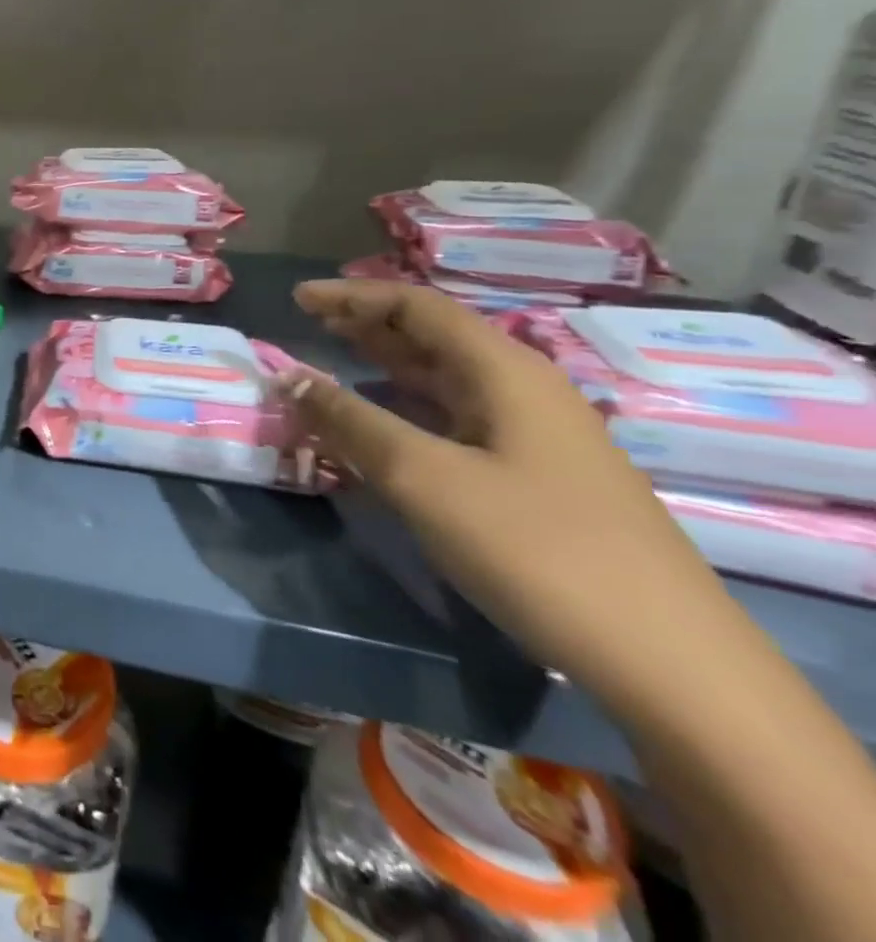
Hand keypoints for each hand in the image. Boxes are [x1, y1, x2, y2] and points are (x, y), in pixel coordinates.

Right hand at [279, 280, 728, 709]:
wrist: (669, 662)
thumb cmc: (536, 548)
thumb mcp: (425, 478)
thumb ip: (351, 421)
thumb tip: (289, 377)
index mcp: (505, 372)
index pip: (418, 307)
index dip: (354, 296)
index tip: (299, 299)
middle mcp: (524, 391)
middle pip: (435, 336)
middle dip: (368, 324)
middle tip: (311, 322)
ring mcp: (537, 437)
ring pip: (447, 380)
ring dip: (387, 365)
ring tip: (336, 359)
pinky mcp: (538, 478)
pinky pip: (457, 420)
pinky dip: (409, 408)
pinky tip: (385, 424)